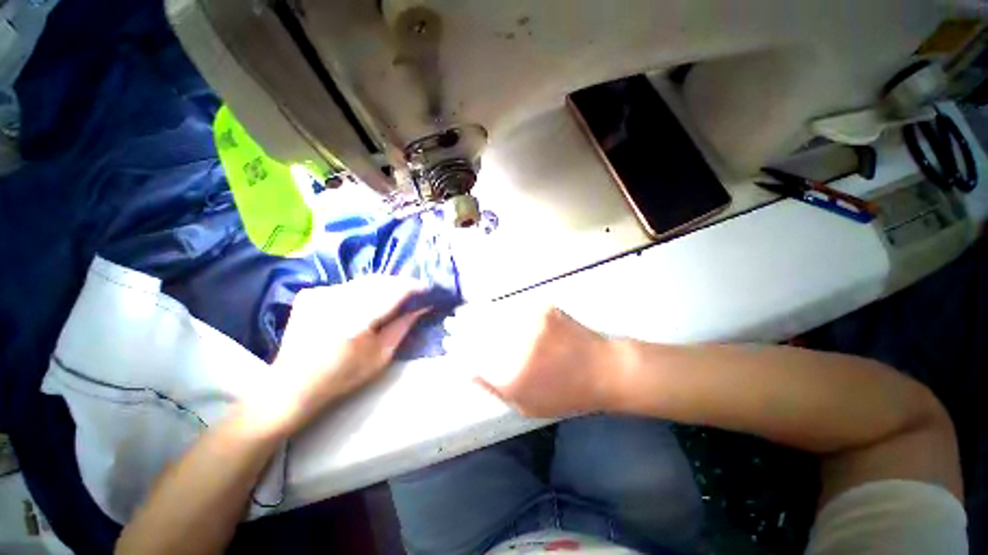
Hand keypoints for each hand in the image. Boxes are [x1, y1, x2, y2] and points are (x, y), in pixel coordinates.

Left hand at [242, 276, 428, 436]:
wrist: (291, 386)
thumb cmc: (342, 377)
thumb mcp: (381, 355)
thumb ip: (403, 326)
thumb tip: (423, 306)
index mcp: (355, 318)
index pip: (394, 291)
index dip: (414, 287)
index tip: (429, 290)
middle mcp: (336, 299)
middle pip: (380, 281)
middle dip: (401, 284)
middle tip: (415, 293)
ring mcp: (320, 293)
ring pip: (364, 281)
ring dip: (384, 286)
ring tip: (396, 296)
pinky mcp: (311, 293)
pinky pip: (348, 285)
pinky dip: (363, 290)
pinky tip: (368, 302)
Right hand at [445, 303, 616, 417]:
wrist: (602, 368)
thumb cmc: (565, 394)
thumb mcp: (526, 405)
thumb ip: (493, 387)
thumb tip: (466, 369)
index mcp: (511, 374)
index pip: (472, 357)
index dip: (457, 350)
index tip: (448, 346)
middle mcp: (517, 344)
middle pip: (478, 332)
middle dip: (459, 328)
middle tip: (450, 325)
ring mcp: (530, 320)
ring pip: (491, 314)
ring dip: (473, 314)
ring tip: (462, 314)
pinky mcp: (541, 306)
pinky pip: (510, 305)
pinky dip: (495, 307)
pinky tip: (488, 308)